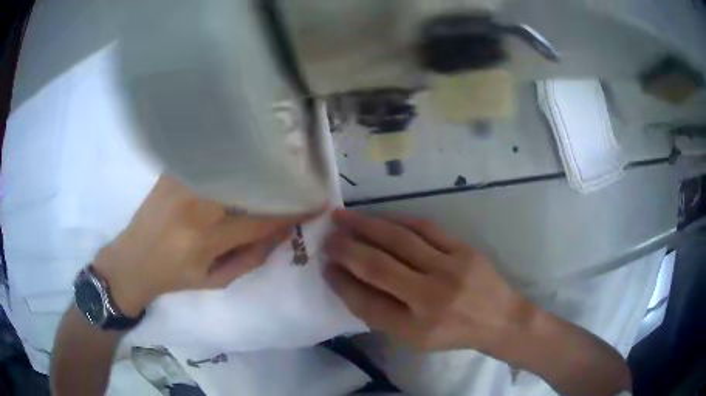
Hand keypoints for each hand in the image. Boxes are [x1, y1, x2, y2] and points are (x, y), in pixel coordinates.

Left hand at [93, 175, 321, 316]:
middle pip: (247, 184)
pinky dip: (230, 154)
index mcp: (205, 241)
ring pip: (229, 164)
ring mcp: (180, 184)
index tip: (315, 203)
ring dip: (255, 162)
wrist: (132, 260)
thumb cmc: (175, 277)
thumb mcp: (216, 280)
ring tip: (275, 161)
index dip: (292, 212)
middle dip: (278, 179)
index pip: (260, 221)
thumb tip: (283, 231)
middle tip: (299, 176)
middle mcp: (193, 208)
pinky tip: (242, 152)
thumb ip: (252, 258)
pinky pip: (207, 157)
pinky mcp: (171, 171)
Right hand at [324, 210, 533, 352]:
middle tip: (326, 236)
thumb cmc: (453, 333)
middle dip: (346, 248)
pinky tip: (379, 218)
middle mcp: (431, 297)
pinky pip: (425, 228)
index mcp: (416, 328)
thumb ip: (381, 313)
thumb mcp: (414, 338)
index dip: (341, 282)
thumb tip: (348, 281)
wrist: (499, 318)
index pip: (366, 302)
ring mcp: (450, 269)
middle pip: (378, 266)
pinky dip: (397, 220)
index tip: (325, 266)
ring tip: (343, 218)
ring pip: (399, 240)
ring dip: (366, 226)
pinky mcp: (463, 249)